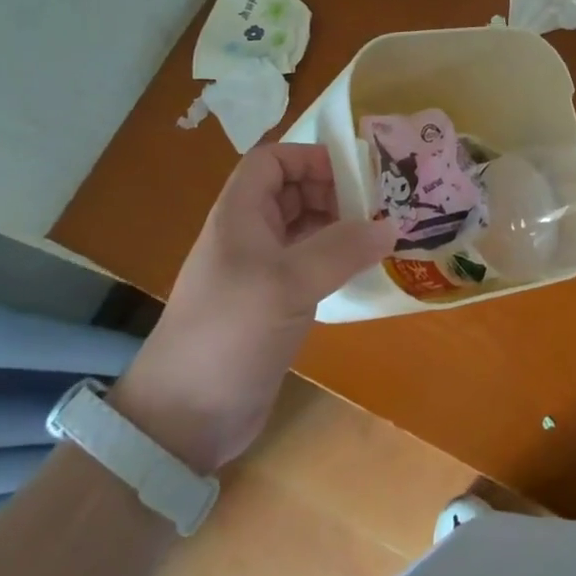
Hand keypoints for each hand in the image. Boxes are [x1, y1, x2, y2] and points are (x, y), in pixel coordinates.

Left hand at [113, 144, 392, 472]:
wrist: (185, 418)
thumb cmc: (230, 332)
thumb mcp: (288, 283)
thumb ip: (341, 249)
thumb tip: (390, 225)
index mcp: (240, 214)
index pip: (273, 160)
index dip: (310, 158)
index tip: (354, 174)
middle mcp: (249, 234)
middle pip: (293, 191)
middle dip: (334, 190)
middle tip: (378, 206)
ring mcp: (260, 271)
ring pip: (304, 228)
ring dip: (339, 226)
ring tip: (380, 234)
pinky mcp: (272, 304)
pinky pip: (309, 265)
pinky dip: (336, 260)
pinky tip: (363, 270)